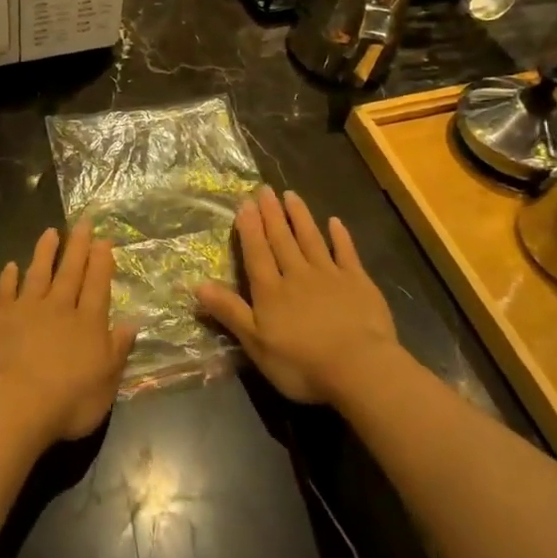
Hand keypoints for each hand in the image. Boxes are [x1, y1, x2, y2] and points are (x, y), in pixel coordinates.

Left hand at [0, 219, 136, 448]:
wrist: (17, 404)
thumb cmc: (69, 400)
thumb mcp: (107, 381)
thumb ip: (118, 349)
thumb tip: (132, 322)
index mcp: (88, 323)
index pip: (97, 284)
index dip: (101, 261)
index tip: (103, 239)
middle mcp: (60, 307)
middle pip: (71, 271)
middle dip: (78, 245)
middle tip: (83, 221)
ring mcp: (28, 309)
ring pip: (39, 272)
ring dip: (45, 252)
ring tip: (50, 232)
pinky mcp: (0, 317)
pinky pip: (5, 291)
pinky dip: (8, 277)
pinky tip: (10, 266)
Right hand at [197, 187, 399, 406]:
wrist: (359, 368)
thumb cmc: (301, 363)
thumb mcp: (256, 343)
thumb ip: (229, 311)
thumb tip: (196, 284)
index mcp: (271, 290)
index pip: (257, 252)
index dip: (250, 228)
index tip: (245, 203)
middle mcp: (297, 274)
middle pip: (282, 240)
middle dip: (272, 214)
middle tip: (265, 189)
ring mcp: (330, 275)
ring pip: (311, 239)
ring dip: (300, 216)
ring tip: (291, 195)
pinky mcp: (358, 283)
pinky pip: (346, 253)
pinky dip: (340, 237)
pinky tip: (335, 222)